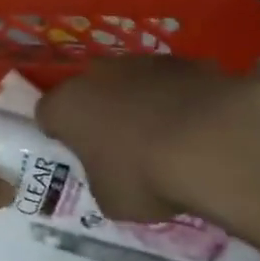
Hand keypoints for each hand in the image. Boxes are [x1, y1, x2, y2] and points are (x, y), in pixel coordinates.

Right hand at [37, 56, 259, 221]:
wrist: (212, 142)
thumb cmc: (144, 176)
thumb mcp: (110, 199)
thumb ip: (101, 180)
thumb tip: (112, 174)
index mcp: (67, 106)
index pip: (47, 114)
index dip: (59, 134)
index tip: (76, 154)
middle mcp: (98, 74)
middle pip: (90, 92)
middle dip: (100, 114)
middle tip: (119, 147)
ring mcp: (143, 62)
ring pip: (132, 83)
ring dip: (140, 104)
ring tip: (165, 139)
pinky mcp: (186, 61)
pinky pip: (172, 84)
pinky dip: (177, 101)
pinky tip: (197, 129)